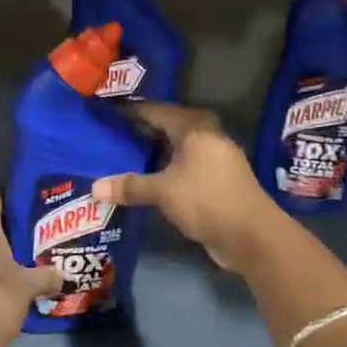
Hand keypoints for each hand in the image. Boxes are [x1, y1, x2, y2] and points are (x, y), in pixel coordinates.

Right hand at [93, 103, 282, 271]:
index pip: (156, 111)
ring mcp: (215, 159)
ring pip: (178, 147)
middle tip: (114, 132)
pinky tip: (149, 177)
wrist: (252, 235)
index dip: (131, 111)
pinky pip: (185, 165)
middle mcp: (207, 137)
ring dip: (155, 150)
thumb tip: (94, 188)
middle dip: (143, 129)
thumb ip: (130, 187)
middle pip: (169, 126)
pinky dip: (166, 168)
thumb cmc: (206, 200)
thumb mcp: (163, 192)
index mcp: (194, 129)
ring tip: (125, 154)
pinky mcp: (218, 180)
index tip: (108, 111)